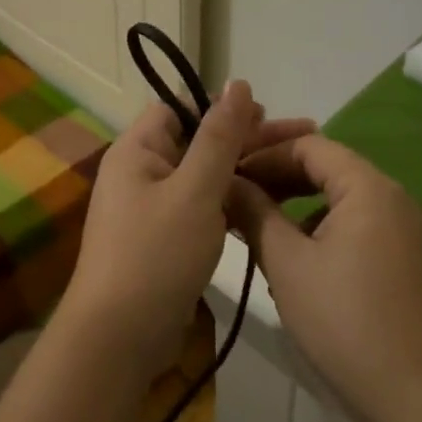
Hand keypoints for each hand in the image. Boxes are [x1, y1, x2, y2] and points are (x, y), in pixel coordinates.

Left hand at [65, 82, 313, 381]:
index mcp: (137, 150)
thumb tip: (238, 83)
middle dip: (245, 137)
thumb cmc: (156, 254)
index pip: (179, 108)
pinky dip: (229, 201)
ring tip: (293, 167)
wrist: (119, 337)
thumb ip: (219, 137)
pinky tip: (264, 204)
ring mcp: (151, 208)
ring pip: (202, 176)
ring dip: (243, 169)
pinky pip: (200, 207)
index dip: (221, 106)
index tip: (266, 113)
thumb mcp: (195, 190)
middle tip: (301, 135)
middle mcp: (140, 172)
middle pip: (196, 140)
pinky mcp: (164, 239)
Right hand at [229, 135, 421, 421]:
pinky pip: (350, 227)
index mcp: (367, 187)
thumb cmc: (345, 321)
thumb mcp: (287, 263)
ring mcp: (399, 230)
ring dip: (292, 205)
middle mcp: (389, 197)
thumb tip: (227, 182)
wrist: (419, 398)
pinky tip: (288, 261)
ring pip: (335, 200)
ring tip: (251, 227)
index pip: (307, 145)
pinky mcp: (399, 260)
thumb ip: (254, 213)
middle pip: (324, 168)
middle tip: (231, 196)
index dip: (262, 154)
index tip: (224, 173)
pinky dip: (314, 231)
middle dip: (275, 178)